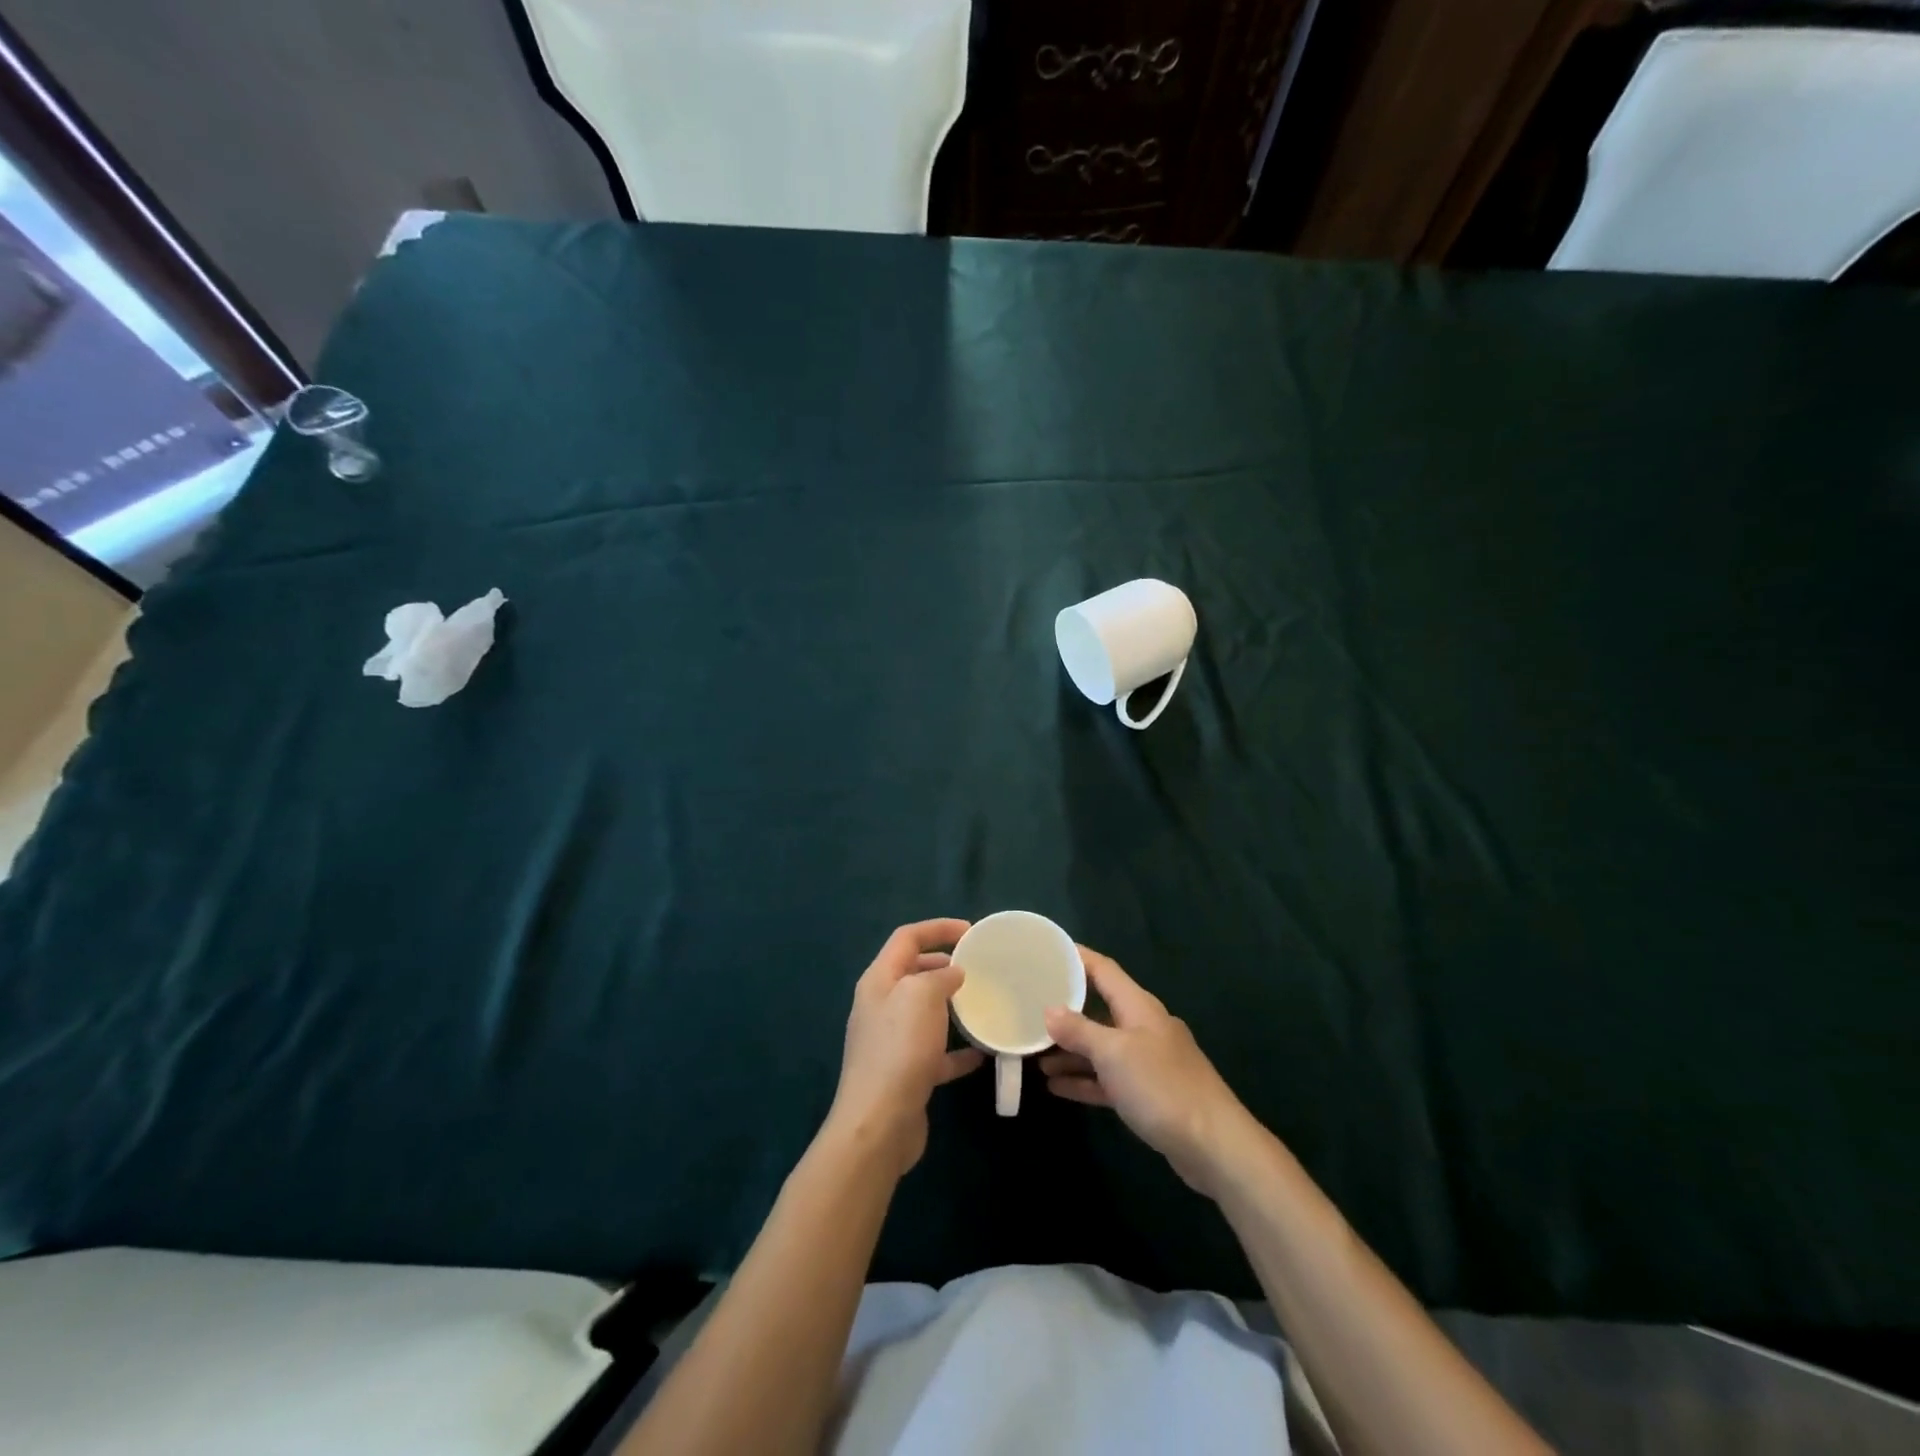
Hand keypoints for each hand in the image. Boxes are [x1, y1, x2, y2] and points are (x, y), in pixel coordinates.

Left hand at [828, 919, 985, 1176]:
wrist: (879, 1125)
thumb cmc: (899, 1049)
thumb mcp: (921, 996)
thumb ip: (939, 976)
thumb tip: (953, 973)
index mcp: (879, 980)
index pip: (907, 938)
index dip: (937, 928)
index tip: (971, 931)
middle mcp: (881, 1006)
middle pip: (913, 972)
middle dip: (944, 965)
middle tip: (977, 967)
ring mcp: (891, 1041)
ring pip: (925, 1012)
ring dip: (952, 1006)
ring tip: (983, 1004)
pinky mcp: (905, 1073)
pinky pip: (936, 1052)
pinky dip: (957, 1049)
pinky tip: (983, 1053)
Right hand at [1041, 945, 1258, 1199]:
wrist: (1213, 1145)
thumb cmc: (1162, 1086)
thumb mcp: (1113, 1053)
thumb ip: (1079, 1030)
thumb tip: (1049, 1010)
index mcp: (1138, 1006)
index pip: (1102, 969)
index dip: (1076, 957)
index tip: (1046, 951)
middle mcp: (1142, 1027)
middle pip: (1098, 1008)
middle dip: (1064, 1009)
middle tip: (1028, 1007)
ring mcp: (1146, 1061)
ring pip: (1100, 1047)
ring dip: (1070, 1050)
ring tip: (1034, 1054)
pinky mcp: (1147, 1094)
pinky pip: (1108, 1078)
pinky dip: (1084, 1079)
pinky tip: (1055, 1086)